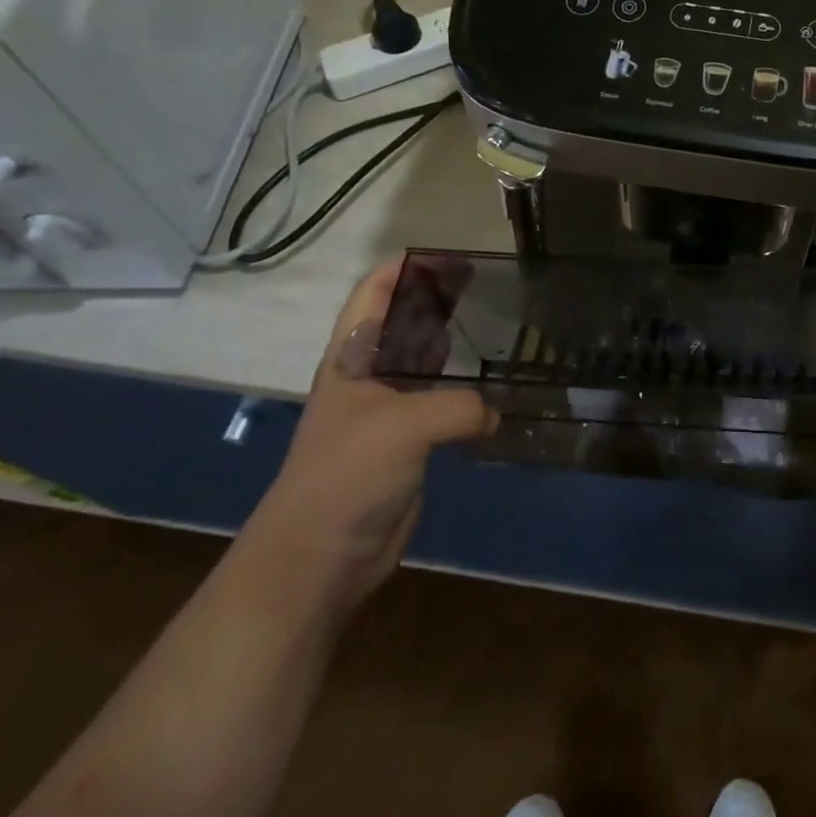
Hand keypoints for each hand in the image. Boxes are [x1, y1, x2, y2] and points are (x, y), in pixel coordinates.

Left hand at [246, 257, 496, 613]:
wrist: (318, 561)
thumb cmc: (348, 474)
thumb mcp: (406, 425)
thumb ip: (460, 406)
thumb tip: (494, 415)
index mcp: (351, 358)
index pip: (372, 294)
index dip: (405, 269)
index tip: (450, 256)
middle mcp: (368, 377)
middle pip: (402, 324)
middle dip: (437, 300)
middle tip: (486, 286)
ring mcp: (388, 412)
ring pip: (425, 365)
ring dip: (454, 345)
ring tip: (497, 326)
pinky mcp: (407, 446)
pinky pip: (441, 406)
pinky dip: (466, 393)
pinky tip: (495, 389)